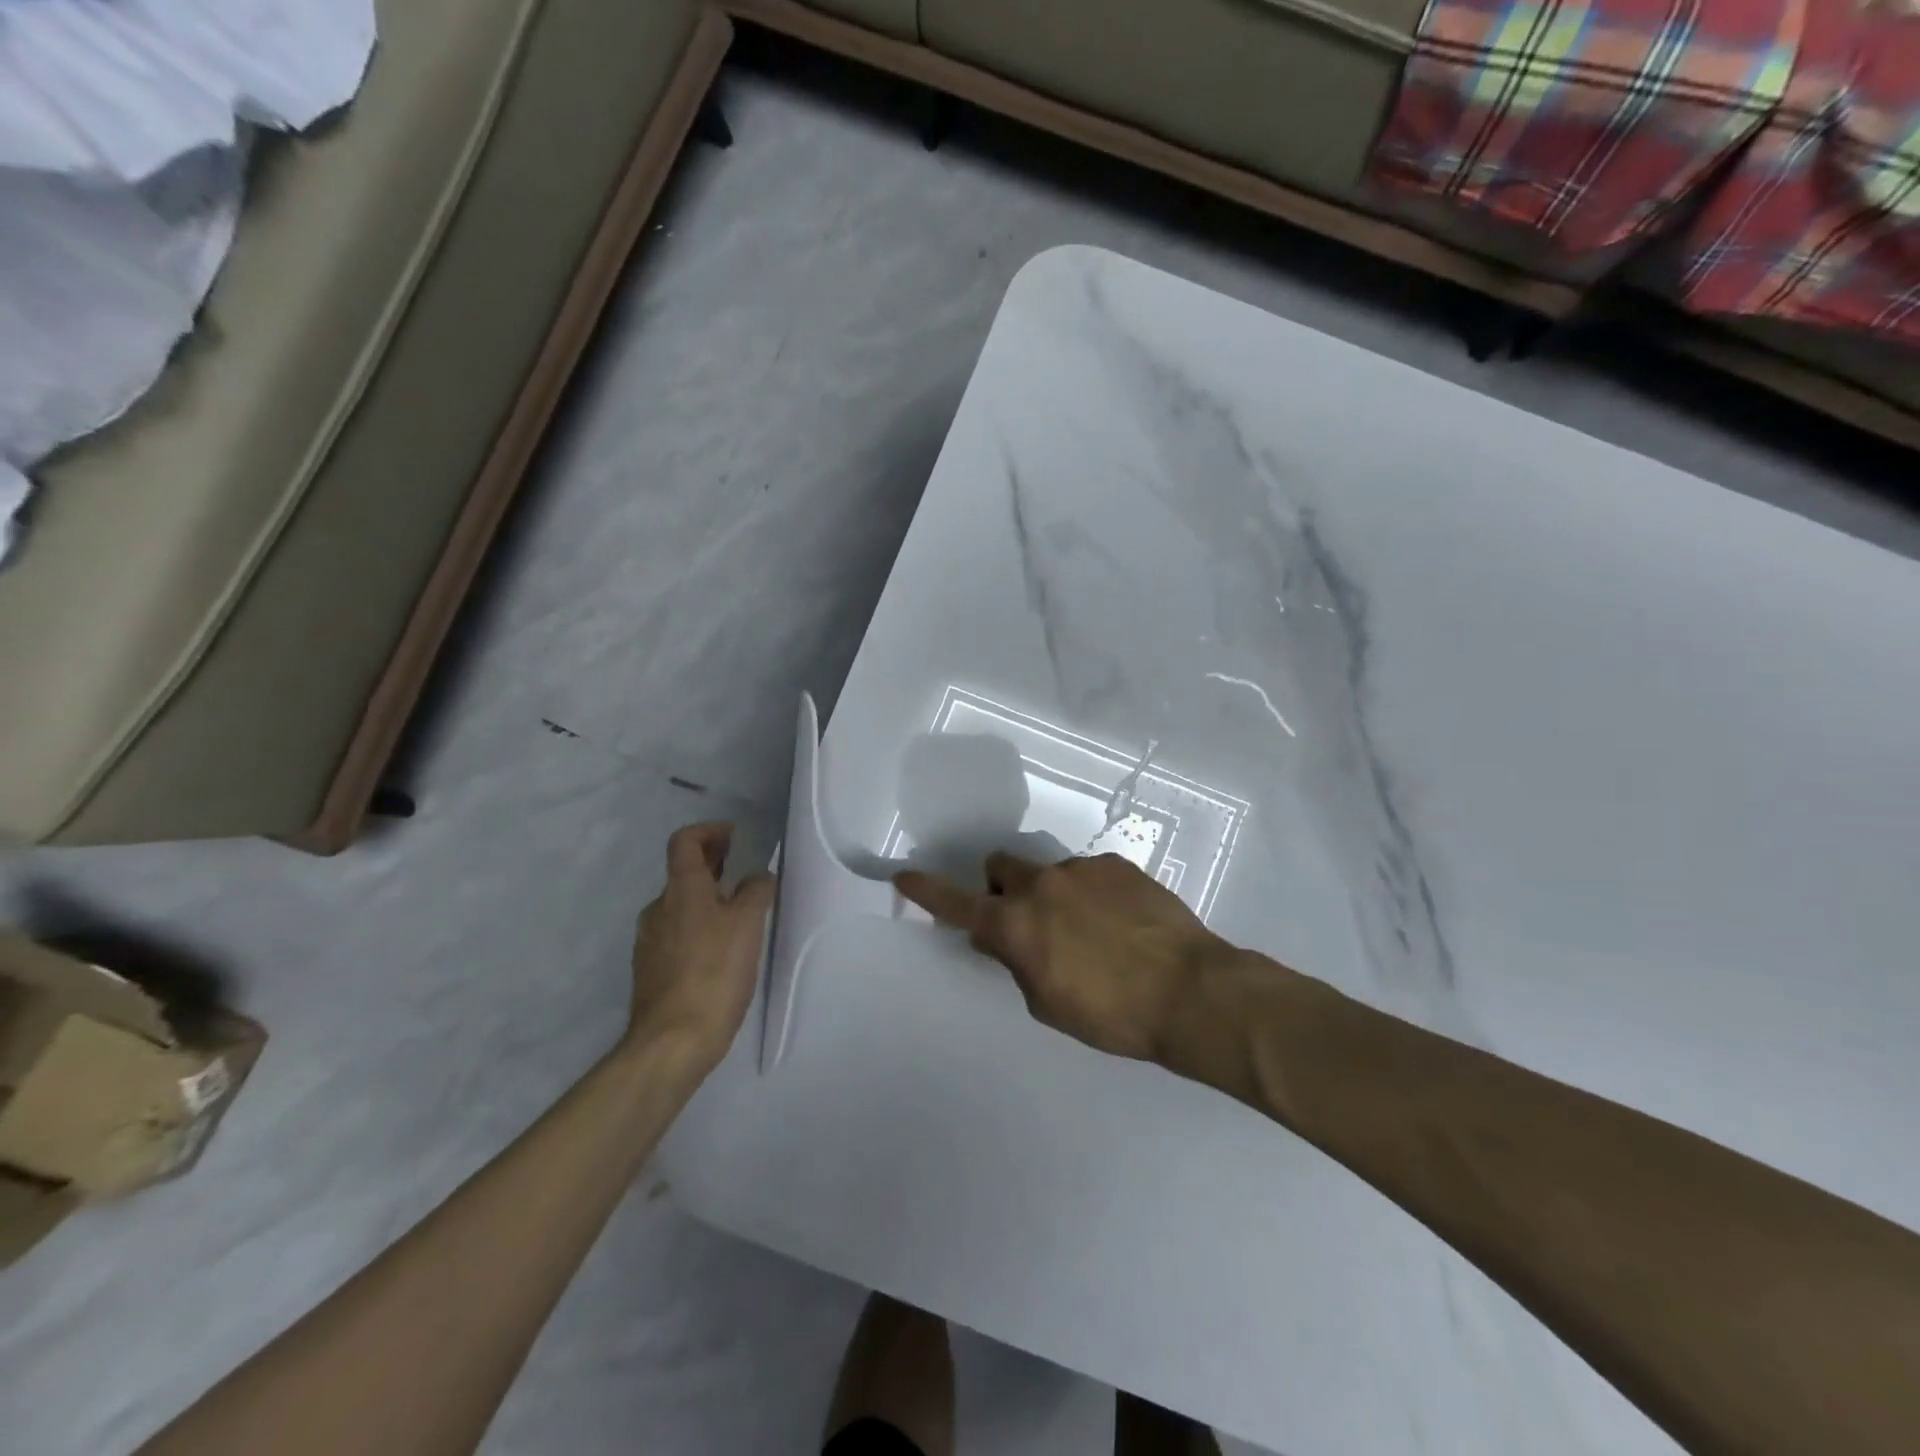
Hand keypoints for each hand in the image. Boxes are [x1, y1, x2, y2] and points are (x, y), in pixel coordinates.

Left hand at [626, 822, 775, 1072]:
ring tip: (741, 914)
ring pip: (681, 905)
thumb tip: (757, 876)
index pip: (685, 841)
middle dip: (715, 865)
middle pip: (684, 872)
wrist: (672, 1041)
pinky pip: (678, 933)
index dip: (711, 831)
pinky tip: (722, 950)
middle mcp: (658, 908)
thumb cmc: (714, 972)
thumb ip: (755, 890)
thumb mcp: (748, 924)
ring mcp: (650, 940)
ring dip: (708, 898)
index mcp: (681, 889)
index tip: (738, 838)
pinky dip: (700, 926)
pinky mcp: (651, 969)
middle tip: (746, 872)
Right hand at [894, 852, 1236, 1062]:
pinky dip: (1092, 894)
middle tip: (1028, 920)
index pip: (957, 904)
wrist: (1189, 991)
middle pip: (1001, 867)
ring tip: (1094, 932)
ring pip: (1050, 874)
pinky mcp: (1116, 864)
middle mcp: (1041, 886)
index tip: (905, 875)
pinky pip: (1089, 874)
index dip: (927, 891)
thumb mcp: (1048, 1002)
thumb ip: (1017, 963)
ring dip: (1055, 896)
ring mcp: (1080, 869)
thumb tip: (1003, 940)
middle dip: (1003, 888)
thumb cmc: (1110, 1014)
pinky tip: (1123, 923)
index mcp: (1015, 924)